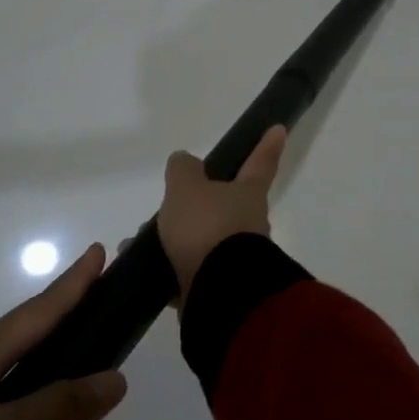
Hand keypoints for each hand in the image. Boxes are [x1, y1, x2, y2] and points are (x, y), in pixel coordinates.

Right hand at [155, 125, 286, 308]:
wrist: (219, 290)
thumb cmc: (207, 227)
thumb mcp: (187, 188)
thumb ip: (184, 170)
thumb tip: (186, 161)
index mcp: (248, 194)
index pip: (260, 162)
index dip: (267, 145)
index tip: (278, 129)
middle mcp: (249, 224)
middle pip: (226, 205)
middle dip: (199, 203)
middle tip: (170, 204)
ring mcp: (236, 257)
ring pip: (204, 239)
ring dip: (175, 238)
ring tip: (139, 240)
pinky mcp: (220, 285)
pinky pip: (191, 269)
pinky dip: (168, 267)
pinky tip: (143, 268)